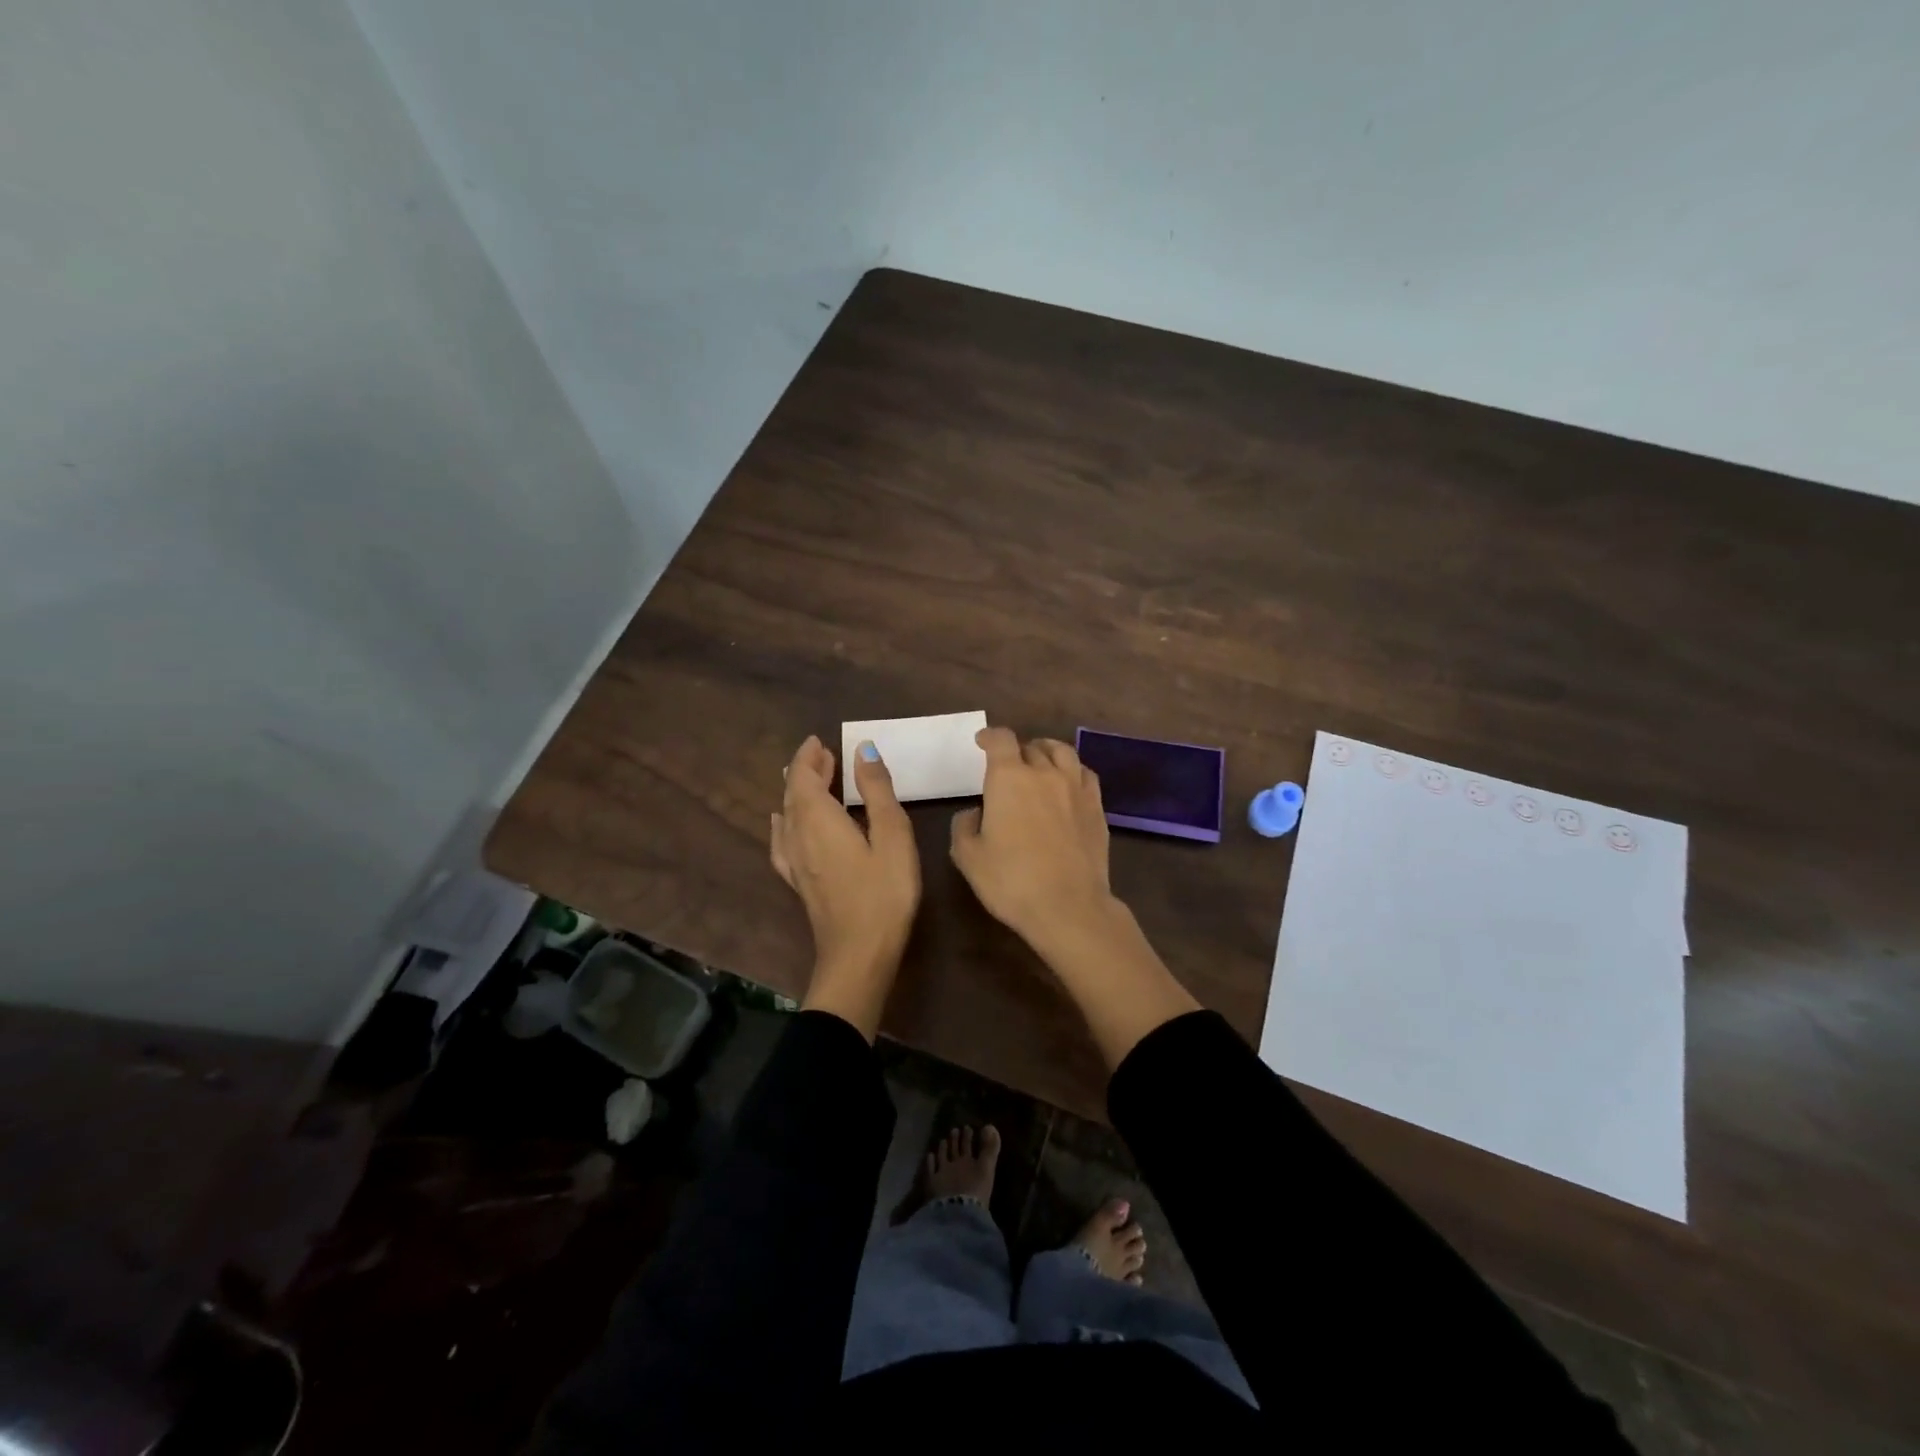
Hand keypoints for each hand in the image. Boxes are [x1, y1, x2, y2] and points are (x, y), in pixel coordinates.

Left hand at [771, 735, 920, 1036]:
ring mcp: (795, 862)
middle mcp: (799, 836)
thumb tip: (862, 749)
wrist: (859, 954)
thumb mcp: (892, 835)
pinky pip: (782, 841)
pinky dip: (783, 822)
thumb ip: (876, 790)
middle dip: (804, 770)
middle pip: (793, 794)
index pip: (804, 778)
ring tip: (810, 779)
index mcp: (819, 819)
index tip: (820, 740)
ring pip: (787, 815)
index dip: (809, 757)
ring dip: (797, 793)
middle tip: (823, 754)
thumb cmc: (884, 892)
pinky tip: (782, 824)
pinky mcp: (798, 882)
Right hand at [950, 726, 1198, 1068]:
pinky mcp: (1097, 807)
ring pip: (1062, 752)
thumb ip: (964, 827)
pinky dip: (1072, 771)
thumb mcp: (968, 857)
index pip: (1000, 739)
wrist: (1068, 907)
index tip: (982, 742)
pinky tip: (1068, 784)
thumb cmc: (1011, 881)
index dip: (989, 736)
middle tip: (1008, 766)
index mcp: (1009, 778)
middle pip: (1031, 746)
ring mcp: (1075, 788)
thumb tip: (975, 813)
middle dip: (1016, 751)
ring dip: (1046, 752)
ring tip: (1040, 763)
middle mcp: (1044, 773)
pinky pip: (1085, 774)